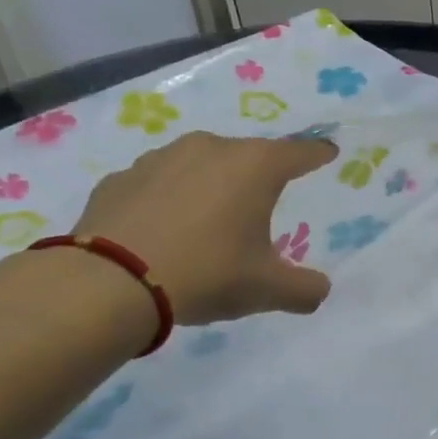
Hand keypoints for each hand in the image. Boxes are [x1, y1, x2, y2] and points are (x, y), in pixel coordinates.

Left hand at [71, 132, 337, 323]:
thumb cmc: (207, 273)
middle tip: (267, 200)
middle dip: (261, 174)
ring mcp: (160, 159)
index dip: (318, 155)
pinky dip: (170, 199)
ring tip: (213, 217)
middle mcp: (210, 149)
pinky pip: (160, 183)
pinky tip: (166, 228)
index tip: (328, 153)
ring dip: (213, 184)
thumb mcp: (268, 289)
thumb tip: (320, 290)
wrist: (109, 282)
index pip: (299, 153)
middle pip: (249, 155)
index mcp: (255, 167)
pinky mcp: (121, 178)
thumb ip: (305, 289)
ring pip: (201, 164)